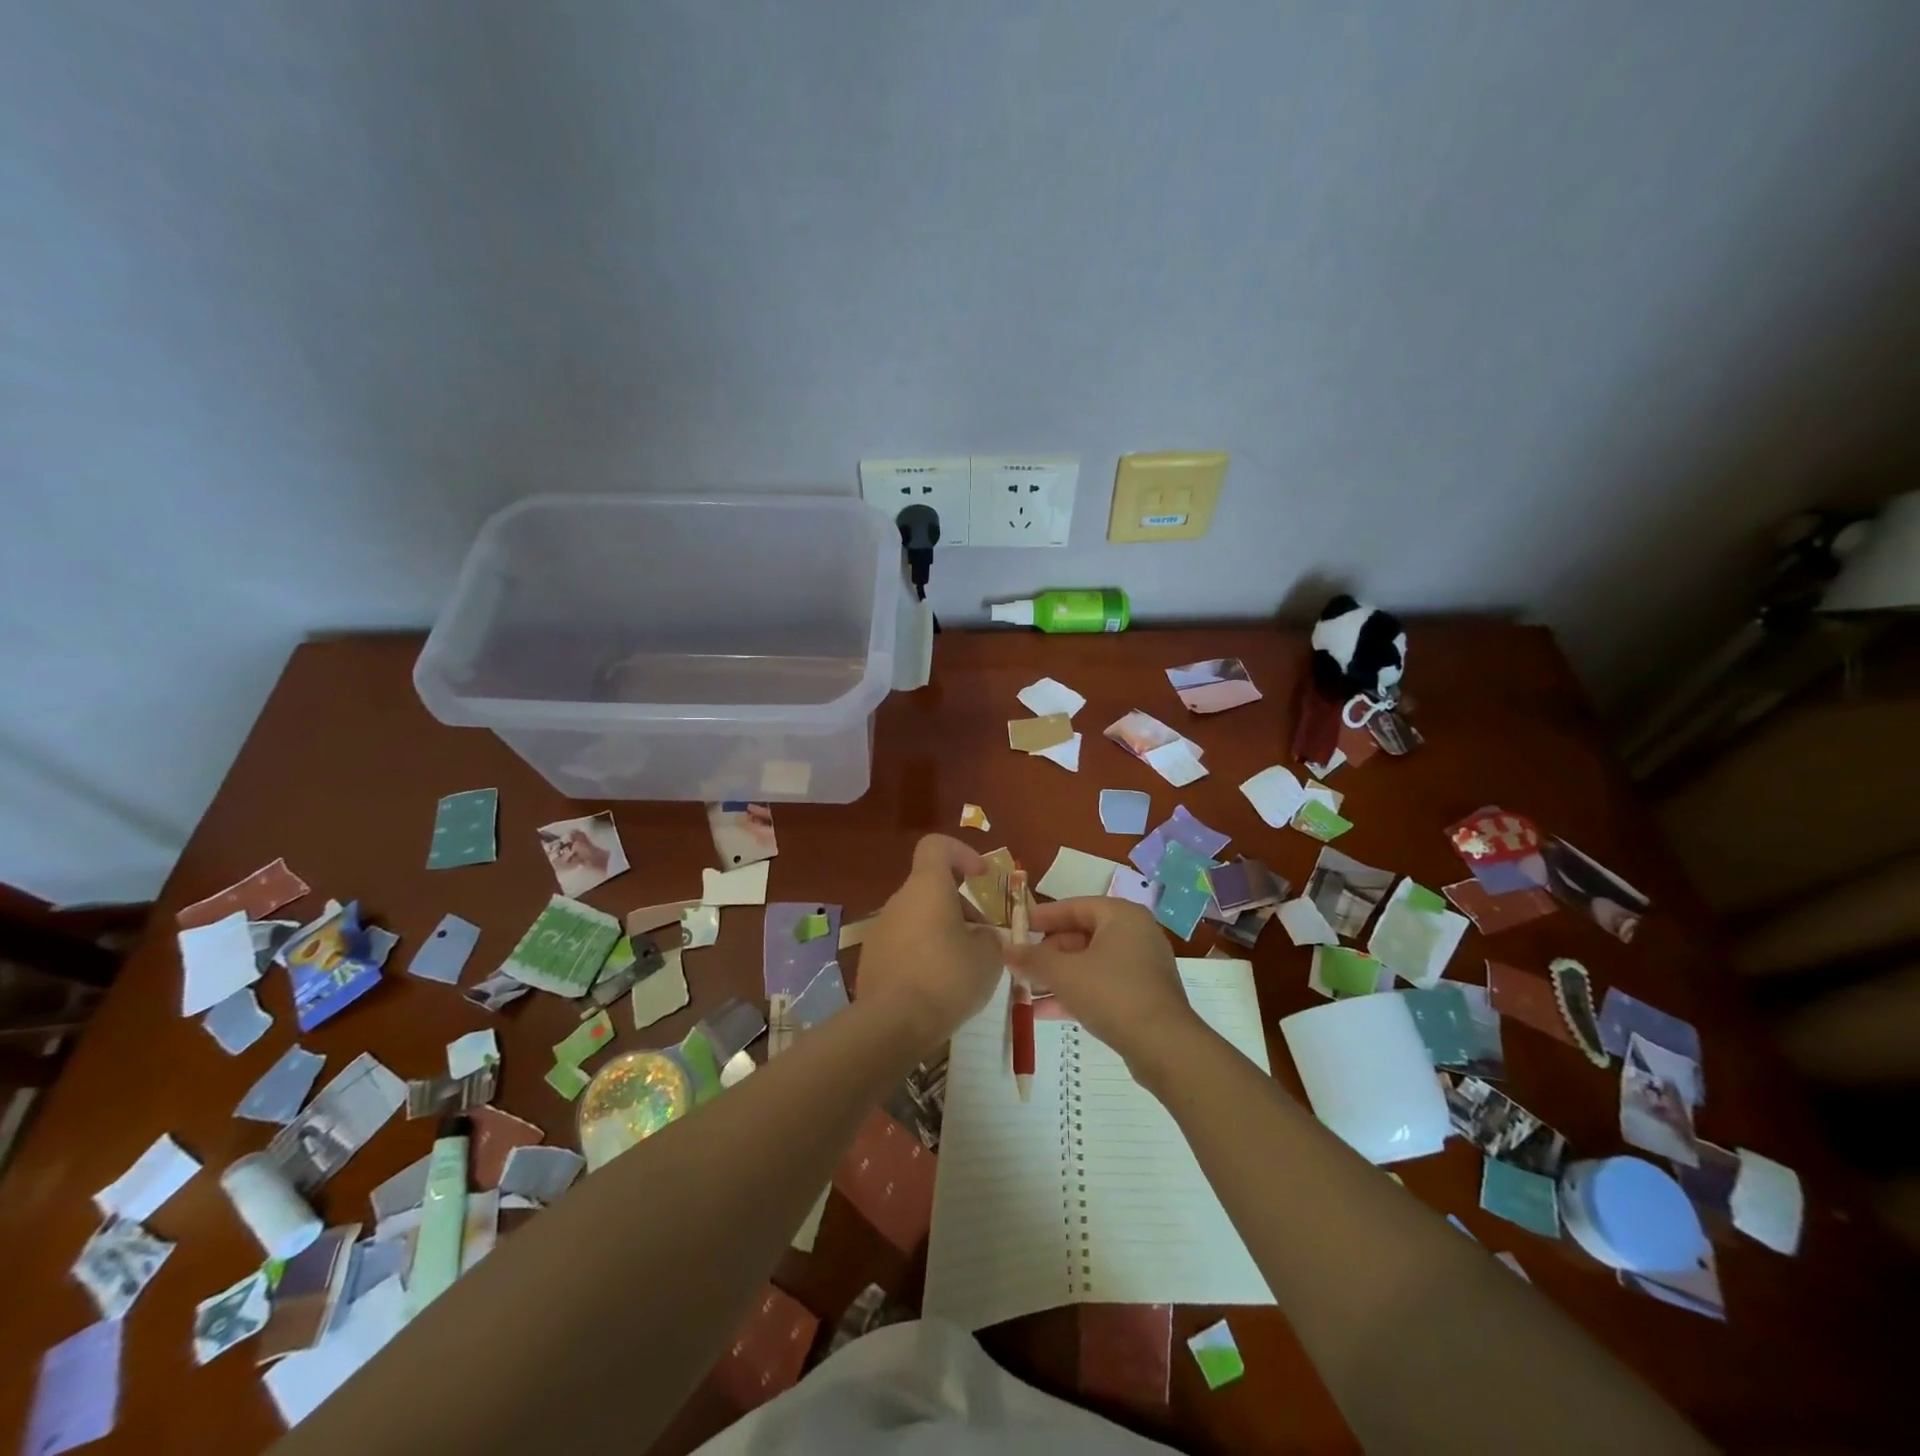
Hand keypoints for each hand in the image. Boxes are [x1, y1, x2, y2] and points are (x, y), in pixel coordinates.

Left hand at [856, 835, 1005, 1052]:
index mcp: (926, 887)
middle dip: (960, 907)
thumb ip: (989, 938)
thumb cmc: (947, 978)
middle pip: (931, 888)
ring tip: (964, 968)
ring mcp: (880, 930)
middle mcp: (899, 901)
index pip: (936, 847)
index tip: (980, 877)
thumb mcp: (988, 957)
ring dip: (942, 931)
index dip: (961, 853)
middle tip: (983, 939)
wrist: (892, 1024)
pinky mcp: (871, 959)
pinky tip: (937, 986)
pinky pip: (904, 944)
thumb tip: (982, 937)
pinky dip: (923, 954)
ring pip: (918, 917)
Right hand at [1009, 897, 1205, 1074]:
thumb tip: (1005, 949)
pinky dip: (1075, 994)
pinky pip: (1101, 986)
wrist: (1164, 1046)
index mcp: (1121, 916)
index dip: (1042, 917)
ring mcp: (1141, 967)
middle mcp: (1135, 934)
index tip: (1016, 928)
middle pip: (1081, 936)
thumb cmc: (1112, 993)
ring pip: (1089, 964)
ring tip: (1024, 991)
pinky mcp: (1142, 996)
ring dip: (1057, 977)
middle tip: (1020, 966)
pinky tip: (1043, 1012)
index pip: (1074, 906)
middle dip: (1047, 954)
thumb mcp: (1064, 973)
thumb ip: (1032, 959)